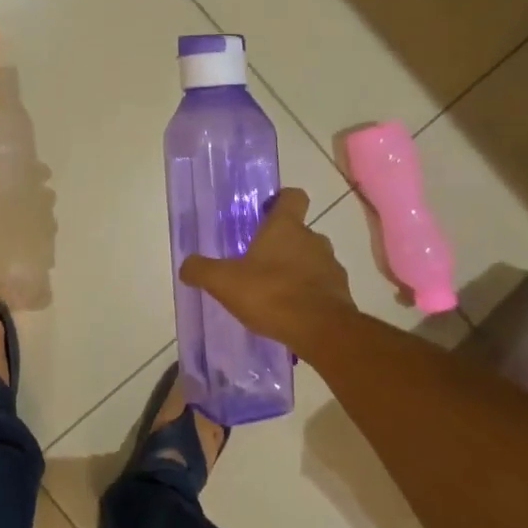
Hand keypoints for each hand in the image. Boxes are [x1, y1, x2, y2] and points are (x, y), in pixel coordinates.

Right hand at [179, 189, 356, 351]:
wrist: (321, 331)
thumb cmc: (271, 294)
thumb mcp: (223, 282)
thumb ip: (201, 270)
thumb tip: (186, 266)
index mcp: (286, 228)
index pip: (293, 197)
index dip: (280, 201)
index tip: (265, 213)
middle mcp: (313, 240)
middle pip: (299, 231)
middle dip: (281, 243)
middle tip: (258, 261)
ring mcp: (331, 267)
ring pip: (311, 259)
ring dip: (296, 269)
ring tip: (273, 291)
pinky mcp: (341, 294)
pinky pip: (321, 287)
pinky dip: (308, 294)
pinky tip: (290, 312)